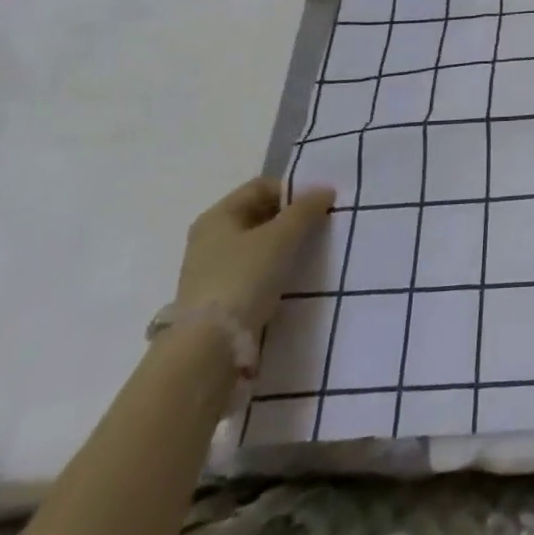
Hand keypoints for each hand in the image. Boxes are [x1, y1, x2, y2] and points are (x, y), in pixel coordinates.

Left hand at [175, 179, 334, 332]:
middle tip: (317, 229)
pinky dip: (272, 269)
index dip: (292, 190)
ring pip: (256, 244)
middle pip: (258, 214)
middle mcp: (209, 237)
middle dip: (289, 218)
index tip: (318, 206)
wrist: (208, 347)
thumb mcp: (281, 237)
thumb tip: (325, 190)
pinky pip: (252, 270)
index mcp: (217, 215)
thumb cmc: (244, 278)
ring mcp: (210, 269)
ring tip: (308, 255)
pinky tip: (288, 280)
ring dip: (282, 245)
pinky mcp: (217, 298)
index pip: (261, 187)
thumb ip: (305, 210)